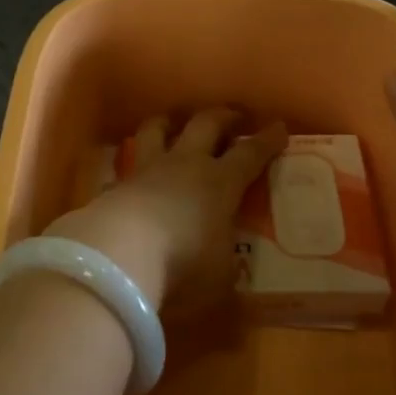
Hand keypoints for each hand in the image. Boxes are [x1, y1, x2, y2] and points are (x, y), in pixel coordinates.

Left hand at [47, 109, 286, 313]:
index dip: (266, 141)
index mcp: (220, 183)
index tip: (279, 127)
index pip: (249, 154)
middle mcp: (185, 165)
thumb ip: (227, 269)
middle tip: (234, 116)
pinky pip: (124, 165)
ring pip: (157, 130)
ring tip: (173, 121)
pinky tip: (129, 170)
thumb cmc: (183, 264)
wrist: (120, 253)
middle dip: (223, 117)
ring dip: (168, 122)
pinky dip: (129, 163)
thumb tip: (232, 276)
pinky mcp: (116, 183)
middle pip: (206, 125)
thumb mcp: (220, 278)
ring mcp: (147, 169)